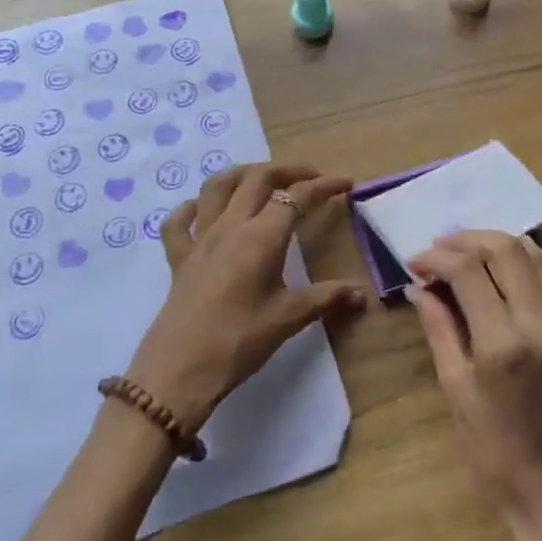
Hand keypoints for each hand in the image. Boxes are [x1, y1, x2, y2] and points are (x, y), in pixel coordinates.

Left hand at [128, 163, 365, 431]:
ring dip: (242, 174)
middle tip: (311, 177)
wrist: (179, 371)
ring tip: (262, 179)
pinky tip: (203, 211)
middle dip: (287, 170)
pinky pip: (179, 222)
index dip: (324, 186)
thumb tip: (363, 294)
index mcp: (261, 237)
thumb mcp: (289, 318)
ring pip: (217, 186)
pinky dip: (193, 208)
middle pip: (258, 178)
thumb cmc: (239, 341)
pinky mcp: (178, 258)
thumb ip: (327, 298)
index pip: (297, 196)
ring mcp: (200, 239)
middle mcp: (230, 226)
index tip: (346, 183)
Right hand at [409, 231, 541, 540]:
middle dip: (467, 240)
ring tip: (468, 250)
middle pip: (505, 251)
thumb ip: (440, 331)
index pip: (469, 271)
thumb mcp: (457, 394)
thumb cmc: (497, 458)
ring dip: (498, 243)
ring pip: (536, 257)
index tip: (416, 261)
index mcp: (503, 344)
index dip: (438, 257)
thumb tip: (421, 288)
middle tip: (439, 248)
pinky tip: (508, 266)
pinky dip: (530, 261)